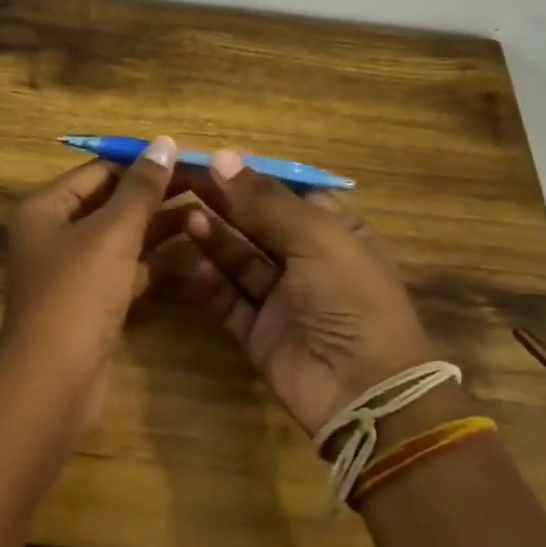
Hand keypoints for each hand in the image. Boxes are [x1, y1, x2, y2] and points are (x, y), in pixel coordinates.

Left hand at [0, 135, 184, 415]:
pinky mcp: (94, 303)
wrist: (54, 380)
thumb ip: (141, 188)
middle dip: (157, 196)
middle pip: (112, 204)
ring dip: (162, 228)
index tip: (189, 161)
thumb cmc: (77, 294)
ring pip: (124, 239)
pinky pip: (129, 271)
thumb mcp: (111, 233)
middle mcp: (56, 235)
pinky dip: (157, 262)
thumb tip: (164, 142)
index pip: (99, 172)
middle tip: (209, 188)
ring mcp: (75, 272)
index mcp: (46, 209)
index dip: (142, 164)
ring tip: (210, 216)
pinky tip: (196, 253)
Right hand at [160, 150, 435, 439]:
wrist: (363, 391)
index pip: (286, 193)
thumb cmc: (351, 299)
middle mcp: (307, 261)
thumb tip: (222, 156)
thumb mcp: (316, 237)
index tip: (210, 159)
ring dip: (216, 239)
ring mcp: (282, 299)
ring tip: (187, 219)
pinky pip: (230, 301)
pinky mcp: (260, 332)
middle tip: (183, 182)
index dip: (250, 176)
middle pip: (258, 224)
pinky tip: (197, 267)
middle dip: (225, 203)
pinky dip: (213, 284)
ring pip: (240, 260)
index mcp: (334, 232)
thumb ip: (266, 199)